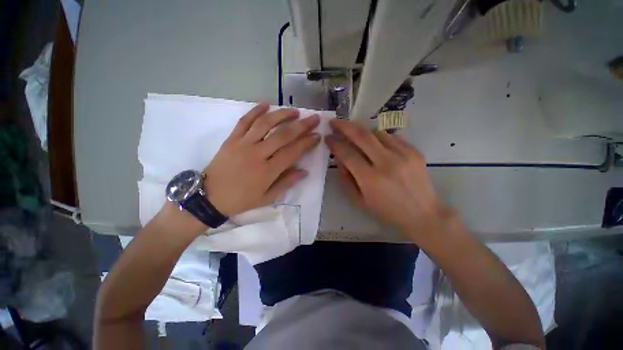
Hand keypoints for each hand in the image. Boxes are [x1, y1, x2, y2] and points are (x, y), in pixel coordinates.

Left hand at [203, 103, 320, 216]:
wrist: (209, 197)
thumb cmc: (241, 199)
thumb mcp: (267, 198)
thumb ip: (286, 183)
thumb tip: (304, 171)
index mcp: (267, 171)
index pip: (292, 152)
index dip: (307, 143)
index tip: (317, 136)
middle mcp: (257, 154)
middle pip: (283, 135)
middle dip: (301, 126)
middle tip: (314, 118)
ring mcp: (243, 144)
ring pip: (265, 124)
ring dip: (282, 115)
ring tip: (295, 111)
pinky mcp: (231, 139)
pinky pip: (244, 121)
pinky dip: (256, 111)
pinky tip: (266, 103)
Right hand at [325, 119, 452, 241]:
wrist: (423, 214)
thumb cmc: (387, 211)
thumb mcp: (360, 201)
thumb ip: (346, 179)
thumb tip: (339, 159)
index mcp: (370, 179)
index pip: (347, 154)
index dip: (335, 144)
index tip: (327, 138)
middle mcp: (386, 163)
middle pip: (361, 135)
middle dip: (344, 126)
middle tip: (335, 122)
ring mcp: (402, 154)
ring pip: (376, 132)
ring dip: (362, 131)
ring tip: (355, 135)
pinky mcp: (414, 151)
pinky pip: (391, 136)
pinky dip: (378, 137)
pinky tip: (375, 143)